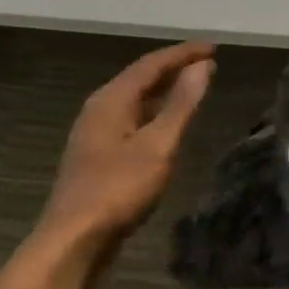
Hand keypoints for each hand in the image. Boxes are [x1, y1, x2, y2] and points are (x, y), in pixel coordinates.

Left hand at [38, 41, 215, 259]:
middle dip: (174, 68)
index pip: (151, 64)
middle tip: (207, 65)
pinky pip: (131, 121)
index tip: (214, 48)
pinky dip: (154, 114)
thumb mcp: (158, 145)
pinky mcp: (98, 156)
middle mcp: (99, 109)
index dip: (183, 53)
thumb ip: (181, 105)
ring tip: (193, 89)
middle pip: (140, 78)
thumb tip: (203, 67)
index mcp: (111, 100)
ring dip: (164, 91)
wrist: (74, 240)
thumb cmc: (118, 189)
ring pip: (135, 101)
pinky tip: (167, 127)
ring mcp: (95, 134)